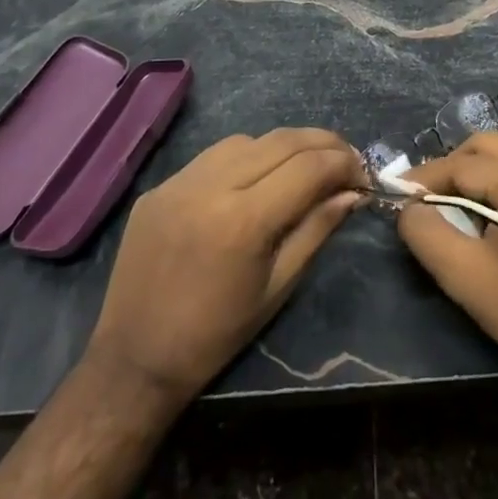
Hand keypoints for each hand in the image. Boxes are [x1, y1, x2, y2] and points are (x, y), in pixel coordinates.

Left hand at [85, 128, 367, 405]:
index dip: (343, 163)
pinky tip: (255, 177)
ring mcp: (180, 181)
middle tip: (346, 157)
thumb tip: (352, 193)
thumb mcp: (278, 287)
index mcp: (244, 220)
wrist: (135, 358)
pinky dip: (245, 157)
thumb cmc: (217, 334)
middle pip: (281, 141)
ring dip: (283, 146)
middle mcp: (211, 186)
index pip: (308, 168)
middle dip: (322, 143)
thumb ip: (317, 230)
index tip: (363, 173)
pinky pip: (212, 156)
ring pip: (247, 140)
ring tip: (303, 165)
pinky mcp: (160, 186)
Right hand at [397, 132, 497, 386]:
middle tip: (425, 198)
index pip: (462, 165)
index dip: (425, 178)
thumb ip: (426, 233)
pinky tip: (492, 213)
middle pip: (487, 146)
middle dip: (451, 167)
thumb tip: (409, 207)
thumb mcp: (466, 276)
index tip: (397, 193)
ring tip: (454, 205)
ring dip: (478, 173)